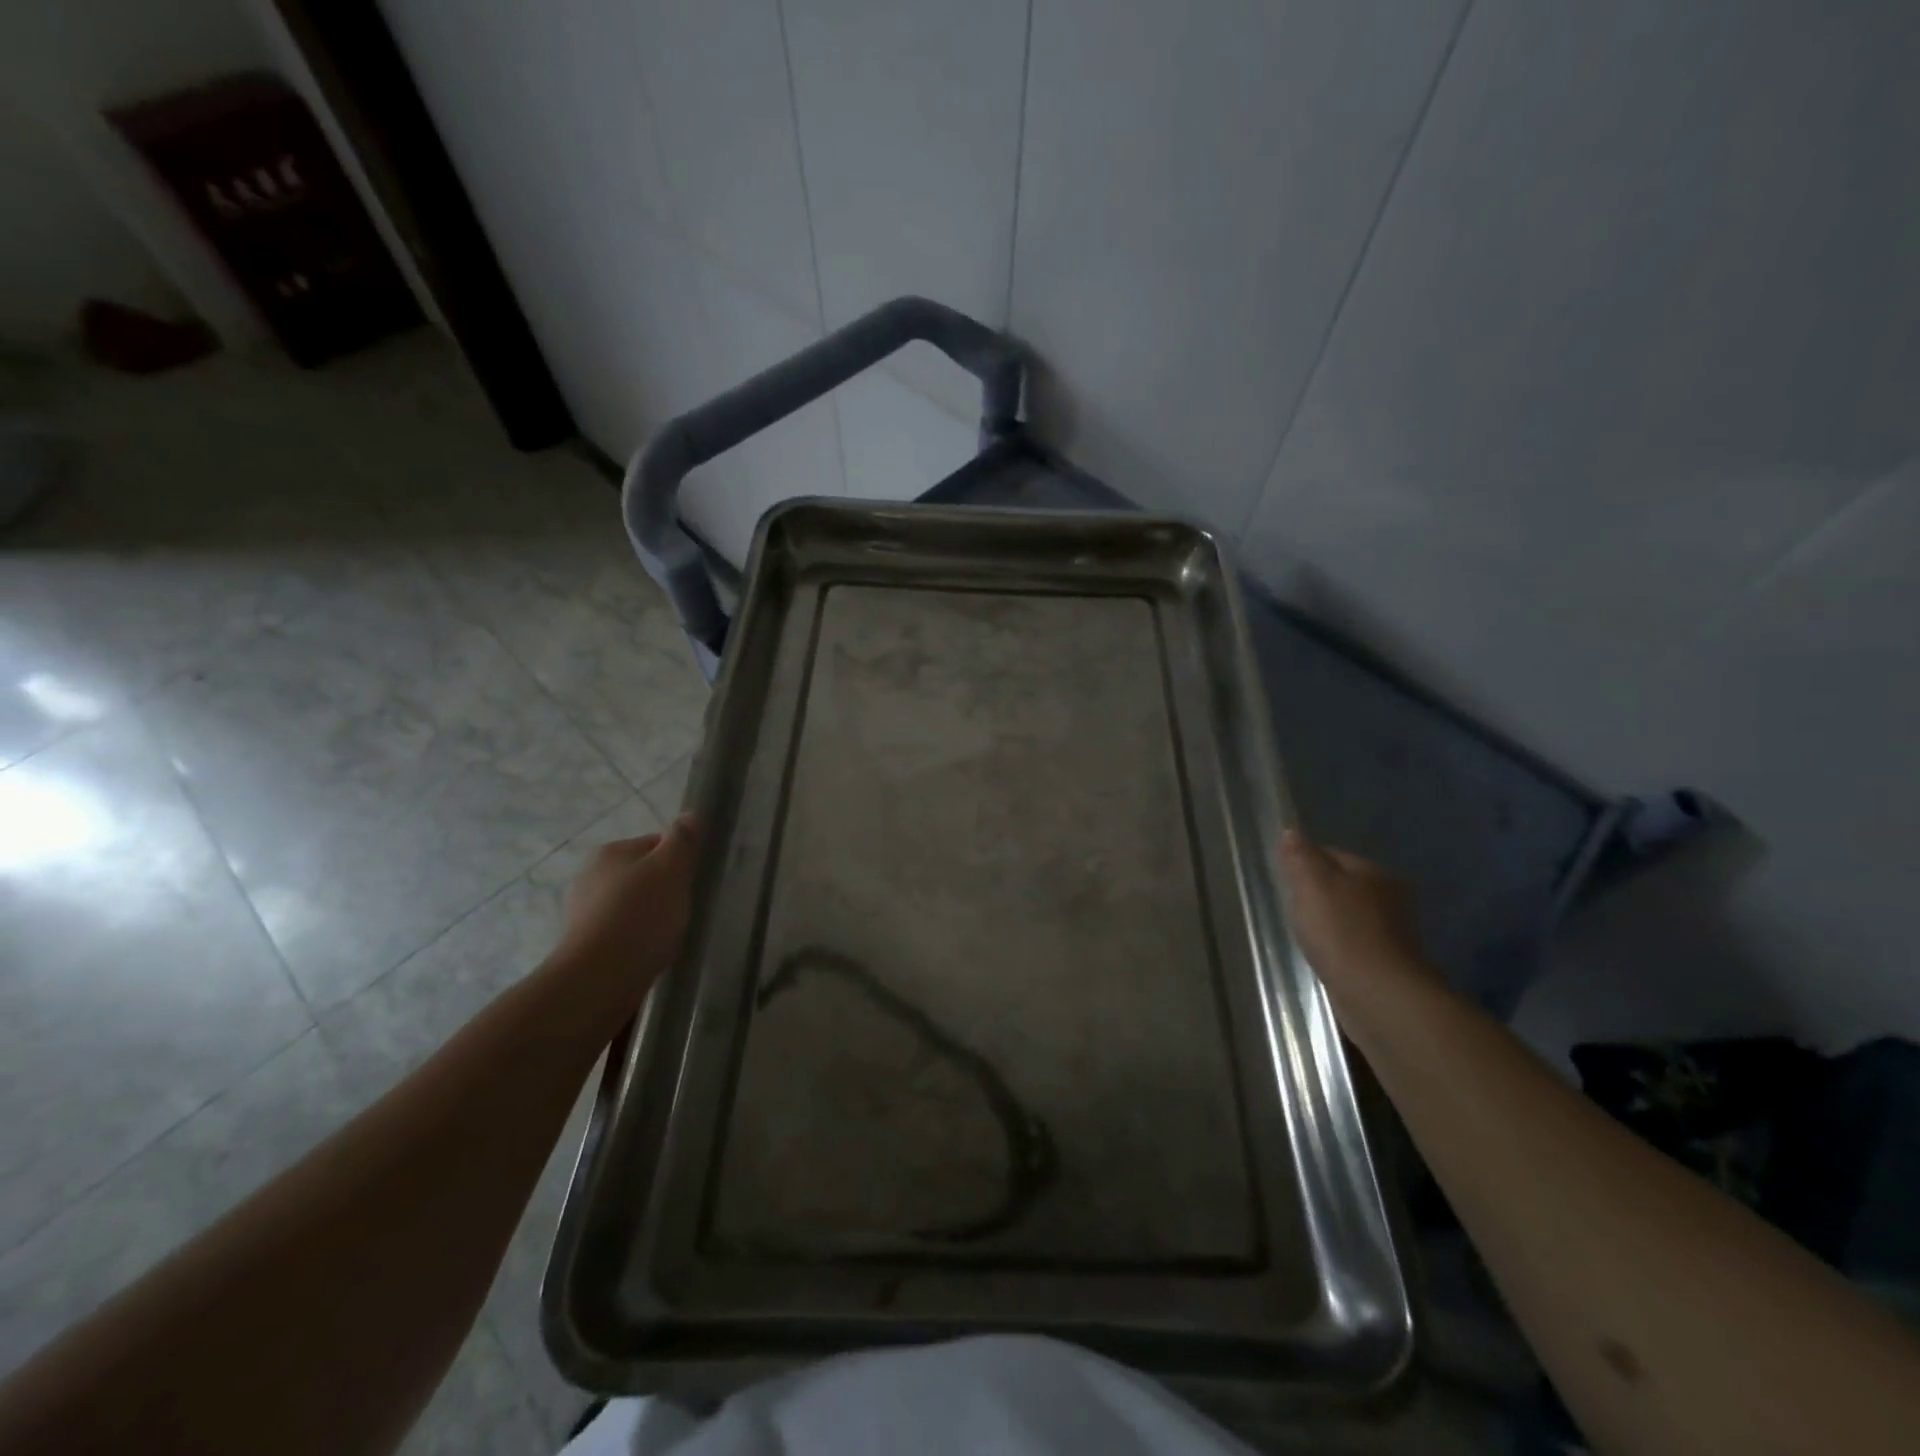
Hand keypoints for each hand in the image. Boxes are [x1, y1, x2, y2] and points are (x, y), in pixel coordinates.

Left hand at [549, 815, 697, 1015]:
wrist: (598, 979)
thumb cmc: (640, 916)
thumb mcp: (671, 870)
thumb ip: (682, 841)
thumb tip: (689, 815)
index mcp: (610, 852)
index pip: (656, 843)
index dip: (680, 861)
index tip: (693, 881)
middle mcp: (590, 876)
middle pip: (643, 874)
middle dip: (664, 889)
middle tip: (685, 909)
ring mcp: (583, 911)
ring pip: (631, 904)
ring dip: (650, 915)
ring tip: (669, 934)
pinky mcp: (584, 943)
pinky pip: (621, 931)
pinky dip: (636, 938)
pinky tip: (650, 952)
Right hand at [1278, 829, 1440, 1012]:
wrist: (1376, 994)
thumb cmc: (1341, 931)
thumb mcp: (1311, 885)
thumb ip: (1300, 857)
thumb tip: (1291, 832)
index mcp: (1373, 872)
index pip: (1331, 855)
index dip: (1304, 864)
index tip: (1284, 881)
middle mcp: (1389, 896)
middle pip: (1342, 885)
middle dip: (1317, 894)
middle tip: (1292, 909)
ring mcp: (1392, 931)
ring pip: (1348, 915)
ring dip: (1328, 922)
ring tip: (1305, 935)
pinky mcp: (1387, 962)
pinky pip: (1354, 943)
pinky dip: (1338, 946)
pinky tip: (1324, 956)